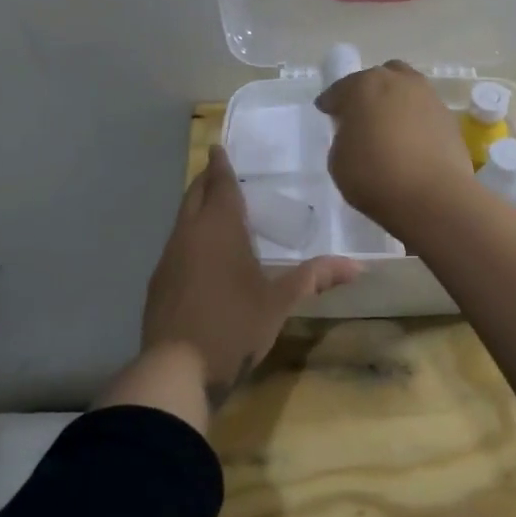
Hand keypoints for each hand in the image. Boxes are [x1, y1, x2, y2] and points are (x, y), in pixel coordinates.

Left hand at [139, 145, 356, 408]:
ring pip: (182, 219)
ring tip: (214, 208)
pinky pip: (176, 245)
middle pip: (195, 195)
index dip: (220, 165)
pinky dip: (189, 236)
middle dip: (206, 180)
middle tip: (218, 170)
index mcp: (219, 228)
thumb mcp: (279, 302)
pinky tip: (200, 254)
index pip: (220, 185)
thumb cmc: (234, 325)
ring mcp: (169, 258)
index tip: (217, 147)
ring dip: (196, 208)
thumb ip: (314, 278)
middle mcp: (189, 234)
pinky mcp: (158, 282)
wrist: (177, 369)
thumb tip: (357, 265)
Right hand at [315, 60, 475, 237]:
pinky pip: (424, 112)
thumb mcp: (338, 161)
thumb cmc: (375, 176)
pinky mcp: (449, 117)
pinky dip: (415, 120)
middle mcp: (398, 81)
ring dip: (395, 102)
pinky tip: (411, 142)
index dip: (331, 102)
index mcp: (364, 86)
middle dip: (368, 93)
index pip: (340, 89)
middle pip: (378, 79)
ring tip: (389, 128)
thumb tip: (357, 133)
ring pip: (406, 90)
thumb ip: (344, 138)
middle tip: (361, 116)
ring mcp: (428, 97)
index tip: (327, 113)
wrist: (433, 197)